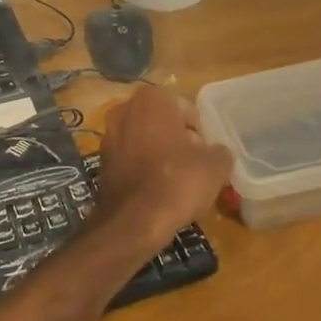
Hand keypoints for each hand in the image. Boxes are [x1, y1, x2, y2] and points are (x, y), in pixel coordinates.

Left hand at [96, 86, 232, 245]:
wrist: (132, 221)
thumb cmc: (177, 182)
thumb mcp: (215, 166)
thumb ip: (220, 151)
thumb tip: (215, 152)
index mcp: (153, 98)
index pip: (187, 109)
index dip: (200, 132)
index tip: (205, 154)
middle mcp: (125, 108)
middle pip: (163, 122)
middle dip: (178, 140)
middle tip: (194, 166)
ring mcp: (109, 134)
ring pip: (145, 139)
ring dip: (160, 154)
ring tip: (176, 181)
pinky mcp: (101, 161)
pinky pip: (130, 158)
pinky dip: (142, 168)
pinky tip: (155, 190)